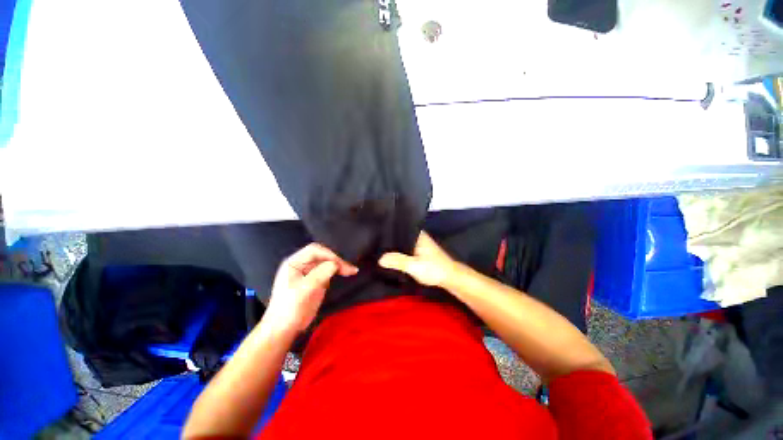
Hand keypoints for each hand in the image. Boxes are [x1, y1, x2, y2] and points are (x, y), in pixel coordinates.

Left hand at [266, 243, 357, 333]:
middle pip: (322, 255)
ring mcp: (307, 272)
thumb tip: (336, 264)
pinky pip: (326, 270)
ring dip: (338, 266)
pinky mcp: (313, 280)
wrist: (283, 329)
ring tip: (350, 271)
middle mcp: (300, 264)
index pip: (314, 250)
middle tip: (350, 270)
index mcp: (294, 263)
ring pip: (326, 262)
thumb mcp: (305, 290)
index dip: (330, 255)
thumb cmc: (291, 308)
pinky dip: (336, 271)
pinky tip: (343, 274)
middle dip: (336, 260)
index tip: (341, 265)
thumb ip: (321, 274)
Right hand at [379, 231, 456, 287]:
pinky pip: (405, 248)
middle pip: (399, 234)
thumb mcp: (414, 266)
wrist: (450, 278)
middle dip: (388, 238)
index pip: (399, 227)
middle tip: (373, 241)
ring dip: (393, 246)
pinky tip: (391, 255)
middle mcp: (418, 236)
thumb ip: (398, 261)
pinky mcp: (419, 251)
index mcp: (417, 234)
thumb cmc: (434, 269)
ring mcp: (419, 243)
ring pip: (402, 242)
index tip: (374, 231)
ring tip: (378, 247)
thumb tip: (380, 258)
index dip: (387, 229)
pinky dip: (399, 251)